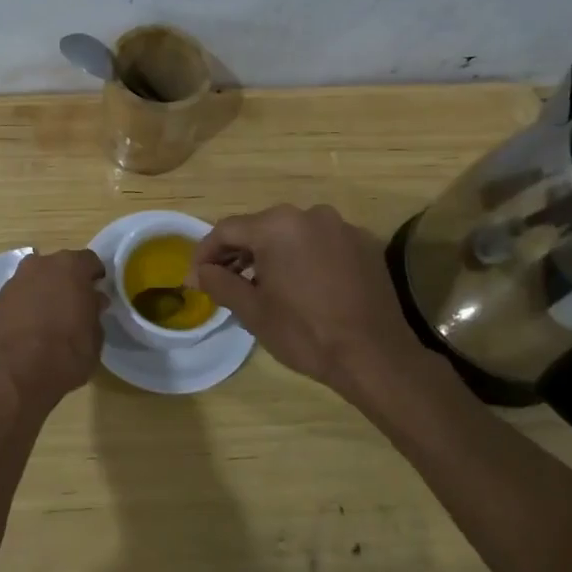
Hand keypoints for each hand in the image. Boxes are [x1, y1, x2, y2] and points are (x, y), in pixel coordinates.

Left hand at [0, 249, 104, 407]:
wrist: (18, 376)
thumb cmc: (67, 354)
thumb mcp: (96, 336)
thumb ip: (94, 311)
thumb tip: (92, 301)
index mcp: (69, 267)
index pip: (89, 261)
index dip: (95, 276)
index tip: (97, 292)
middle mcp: (39, 265)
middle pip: (57, 267)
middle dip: (66, 281)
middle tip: (73, 305)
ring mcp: (13, 282)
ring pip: (33, 281)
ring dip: (41, 293)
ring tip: (48, 319)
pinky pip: (15, 300)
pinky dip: (22, 309)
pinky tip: (27, 332)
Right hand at [191, 204, 439, 402]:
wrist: (375, 356)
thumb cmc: (305, 332)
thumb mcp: (252, 310)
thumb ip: (219, 283)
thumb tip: (197, 273)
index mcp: (277, 225)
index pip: (227, 229)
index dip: (206, 253)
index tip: (197, 277)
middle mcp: (310, 214)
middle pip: (260, 228)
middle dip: (239, 253)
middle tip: (226, 282)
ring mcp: (341, 227)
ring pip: (292, 235)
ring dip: (272, 255)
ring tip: (263, 287)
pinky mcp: (364, 244)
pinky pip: (321, 244)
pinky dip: (304, 258)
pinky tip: (302, 287)